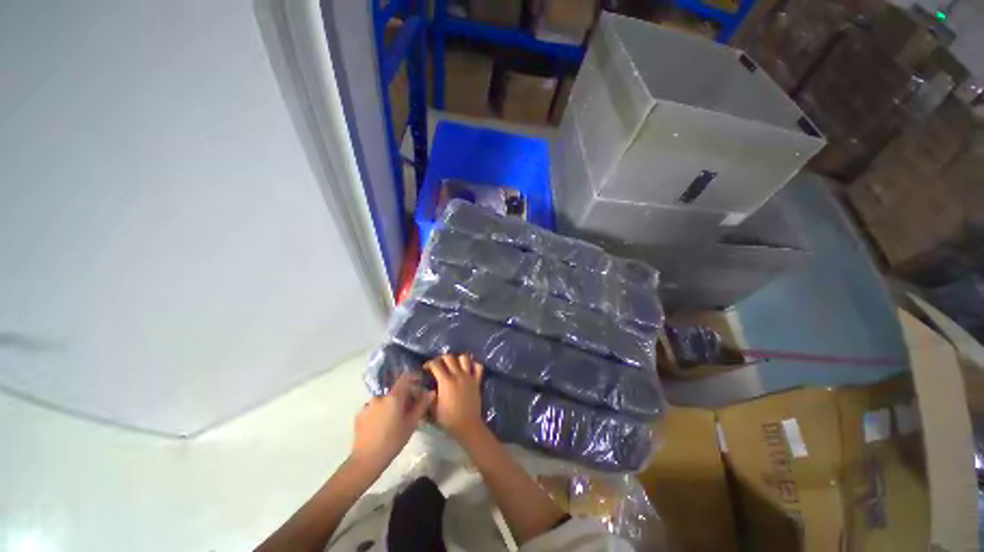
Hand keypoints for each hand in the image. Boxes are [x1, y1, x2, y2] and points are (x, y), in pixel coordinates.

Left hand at [351, 373, 433, 471]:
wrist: (366, 460)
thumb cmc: (393, 441)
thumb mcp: (411, 423)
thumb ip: (422, 405)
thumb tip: (431, 392)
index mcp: (393, 397)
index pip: (404, 378)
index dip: (413, 378)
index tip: (419, 384)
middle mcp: (379, 397)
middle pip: (394, 390)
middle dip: (403, 396)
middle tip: (409, 408)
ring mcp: (367, 405)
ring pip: (384, 400)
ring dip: (390, 404)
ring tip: (394, 419)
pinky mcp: (359, 415)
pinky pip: (373, 408)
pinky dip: (380, 412)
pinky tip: (382, 425)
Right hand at [424, 354, 485, 439]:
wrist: (467, 425)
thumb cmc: (448, 419)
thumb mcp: (433, 408)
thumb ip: (428, 395)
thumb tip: (423, 388)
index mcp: (445, 381)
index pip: (436, 364)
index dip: (429, 363)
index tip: (426, 368)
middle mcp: (457, 375)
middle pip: (449, 357)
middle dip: (442, 358)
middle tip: (439, 365)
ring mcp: (469, 377)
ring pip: (464, 358)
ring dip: (458, 359)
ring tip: (454, 364)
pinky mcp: (477, 381)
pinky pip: (478, 367)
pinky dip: (474, 364)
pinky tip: (469, 368)